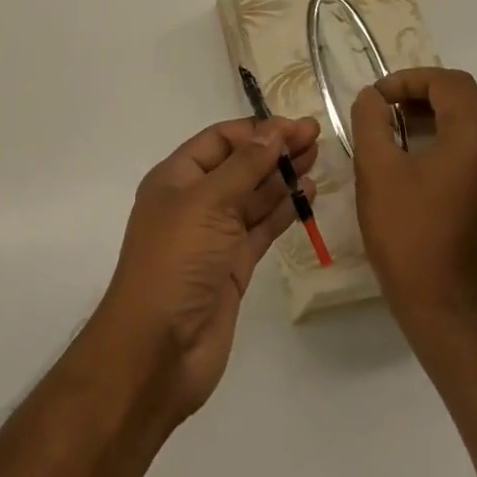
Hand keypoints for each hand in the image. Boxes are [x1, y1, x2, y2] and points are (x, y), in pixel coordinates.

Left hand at [87, 117, 317, 425]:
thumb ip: (244, 167)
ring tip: (317, 159)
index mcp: (176, 178)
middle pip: (239, 165)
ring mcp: (214, 236)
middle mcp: (194, 202)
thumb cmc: (175, 262)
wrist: (158, 350)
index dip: (256, 130)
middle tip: (315, 137)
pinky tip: (307, 194)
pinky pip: (261, 228)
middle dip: (273, 149)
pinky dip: (282, 211)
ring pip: (253, 196)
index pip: (219, 140)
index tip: (294, 126)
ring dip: (282, 177)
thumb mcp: (207, 203)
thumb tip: (273, 131)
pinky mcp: (233, 266)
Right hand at [352, 68, 476, 347]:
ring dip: (436, 113)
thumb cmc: (407, 232)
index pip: (447, 82)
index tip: (376, 98)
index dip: (407, 79)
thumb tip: (371, 97)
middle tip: (387, 106)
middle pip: (465, 96)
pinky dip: (448, 136)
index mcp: (474, 136)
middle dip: (423, 91)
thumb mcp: (376, 169)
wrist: (442, 304)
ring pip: (473, 120)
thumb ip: (371, 121)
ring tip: (396, 127)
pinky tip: (416, 158)